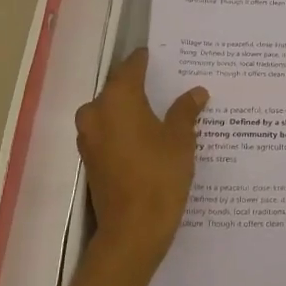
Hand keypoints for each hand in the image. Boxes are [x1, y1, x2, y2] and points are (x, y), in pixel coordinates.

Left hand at [76, 50, 207, 269]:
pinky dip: (126, 129)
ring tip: (160, 109)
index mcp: (118, 99)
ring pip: (111, 111)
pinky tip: (148, 135)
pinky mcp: (91, 159)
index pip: (132, 67)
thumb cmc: (159, 176)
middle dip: (140, 84)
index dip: (147, 60)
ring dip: (132, 108)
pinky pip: (109, 132)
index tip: (162, 55)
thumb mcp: (180, 139)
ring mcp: (89, 137)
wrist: (133, 230)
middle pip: (118, 88)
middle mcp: (96, 112)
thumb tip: (196, 92)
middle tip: (166, 82)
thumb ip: (185, 111)